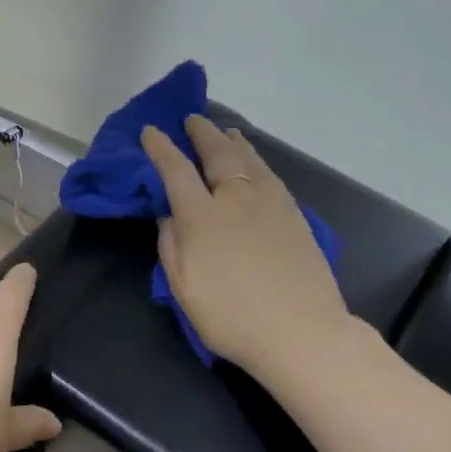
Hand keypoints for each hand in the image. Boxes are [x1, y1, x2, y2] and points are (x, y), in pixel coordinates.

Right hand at [142, 116, 353, 380]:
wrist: (300, 331)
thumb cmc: (231, 317)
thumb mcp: (184, 289)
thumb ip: (171, 246)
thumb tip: (168, 215)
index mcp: (201, 217)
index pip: (175, 170)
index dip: (160, 148)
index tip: (150, 131)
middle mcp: (235, 199)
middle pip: (216, 154)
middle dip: (200, 133)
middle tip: (191, 119)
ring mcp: (270, 202)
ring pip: (248, 158)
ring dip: (231, 140)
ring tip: (223, 130)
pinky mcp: (294, 214)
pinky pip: (268, 173)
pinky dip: (254, 158)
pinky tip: (253, 161)